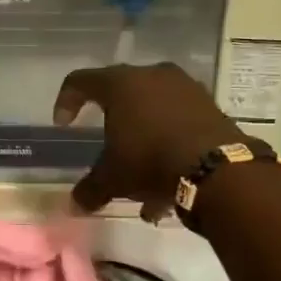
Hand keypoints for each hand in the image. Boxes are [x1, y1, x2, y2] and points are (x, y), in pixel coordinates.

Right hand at [53, 62, 247, 218]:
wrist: (217, 168)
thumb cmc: (150, 161)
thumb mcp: (112, 179)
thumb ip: (90, 189)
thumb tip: (75, 204)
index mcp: (120, 84)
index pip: (81, 81)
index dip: (66, 100)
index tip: (64, 124)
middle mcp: (152, 75)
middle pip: (121, 93)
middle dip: (112, 122)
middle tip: (107, 147)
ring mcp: (185, 87)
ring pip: (153, 109)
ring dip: (143, 137)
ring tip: (140, 176)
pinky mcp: (210, 105)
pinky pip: (178, 120)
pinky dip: (168, 142)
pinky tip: (167, 179)